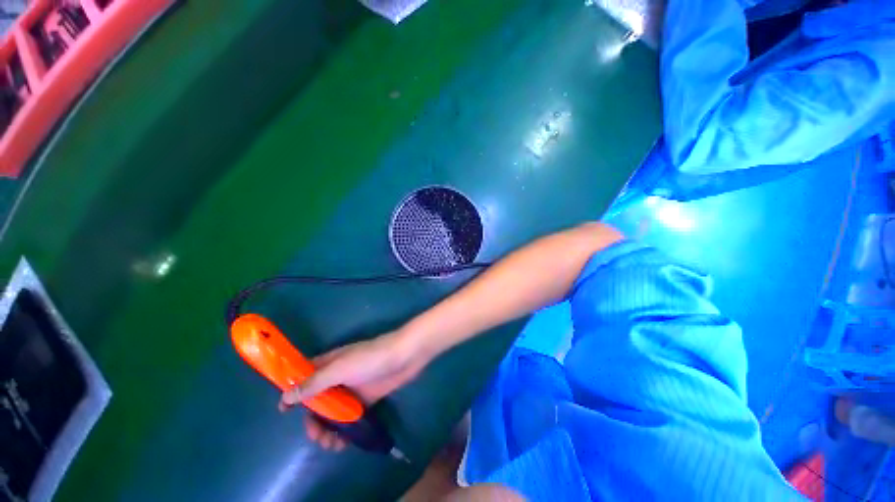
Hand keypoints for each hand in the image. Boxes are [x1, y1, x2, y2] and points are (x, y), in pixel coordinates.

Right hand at [278, 331, 426, 450]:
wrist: (404, 356)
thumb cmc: (370, 359)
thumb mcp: (340, 368)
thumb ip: (314, 383)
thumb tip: (285, 396)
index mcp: (330, 363)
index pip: (305, 377)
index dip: (293, 392)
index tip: (283, 412)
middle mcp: (339, 376)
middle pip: (318, 400)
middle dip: (313, 420)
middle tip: (316, 437)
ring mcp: (354, 388)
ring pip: (334, 411)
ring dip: (329, 428)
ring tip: (332, 444)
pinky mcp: (367, 399)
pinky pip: (351, 416)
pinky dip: (345, 429)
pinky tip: (345, 442)